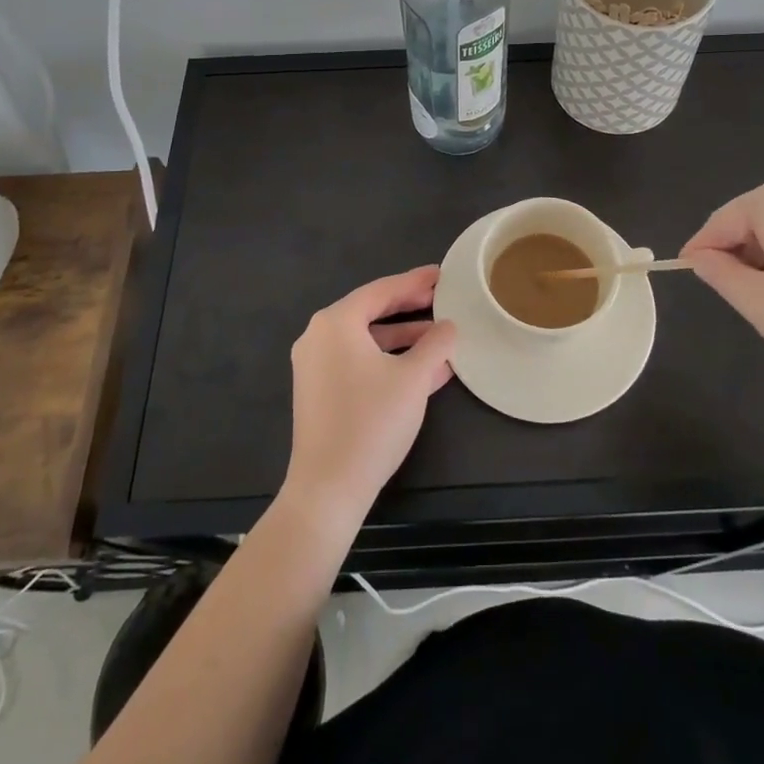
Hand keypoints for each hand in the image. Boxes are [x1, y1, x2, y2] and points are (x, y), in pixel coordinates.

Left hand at [280, 266, 456, 537]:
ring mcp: (315, 365)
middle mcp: (319, 336)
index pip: (382, 290)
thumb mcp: (413, 378)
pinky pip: (358, 361)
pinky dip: (387, 359)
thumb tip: (448, 327)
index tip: (442, 274)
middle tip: (442, 298)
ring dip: (402, 337)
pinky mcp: (319, 391)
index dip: (415, 282)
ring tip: (439, 336)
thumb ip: (435, 344)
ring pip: (366, 339)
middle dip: (409, 306)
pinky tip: (422, 369)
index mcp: (336, 322)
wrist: (327, 489)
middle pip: (371, 310)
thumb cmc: (371, 422)